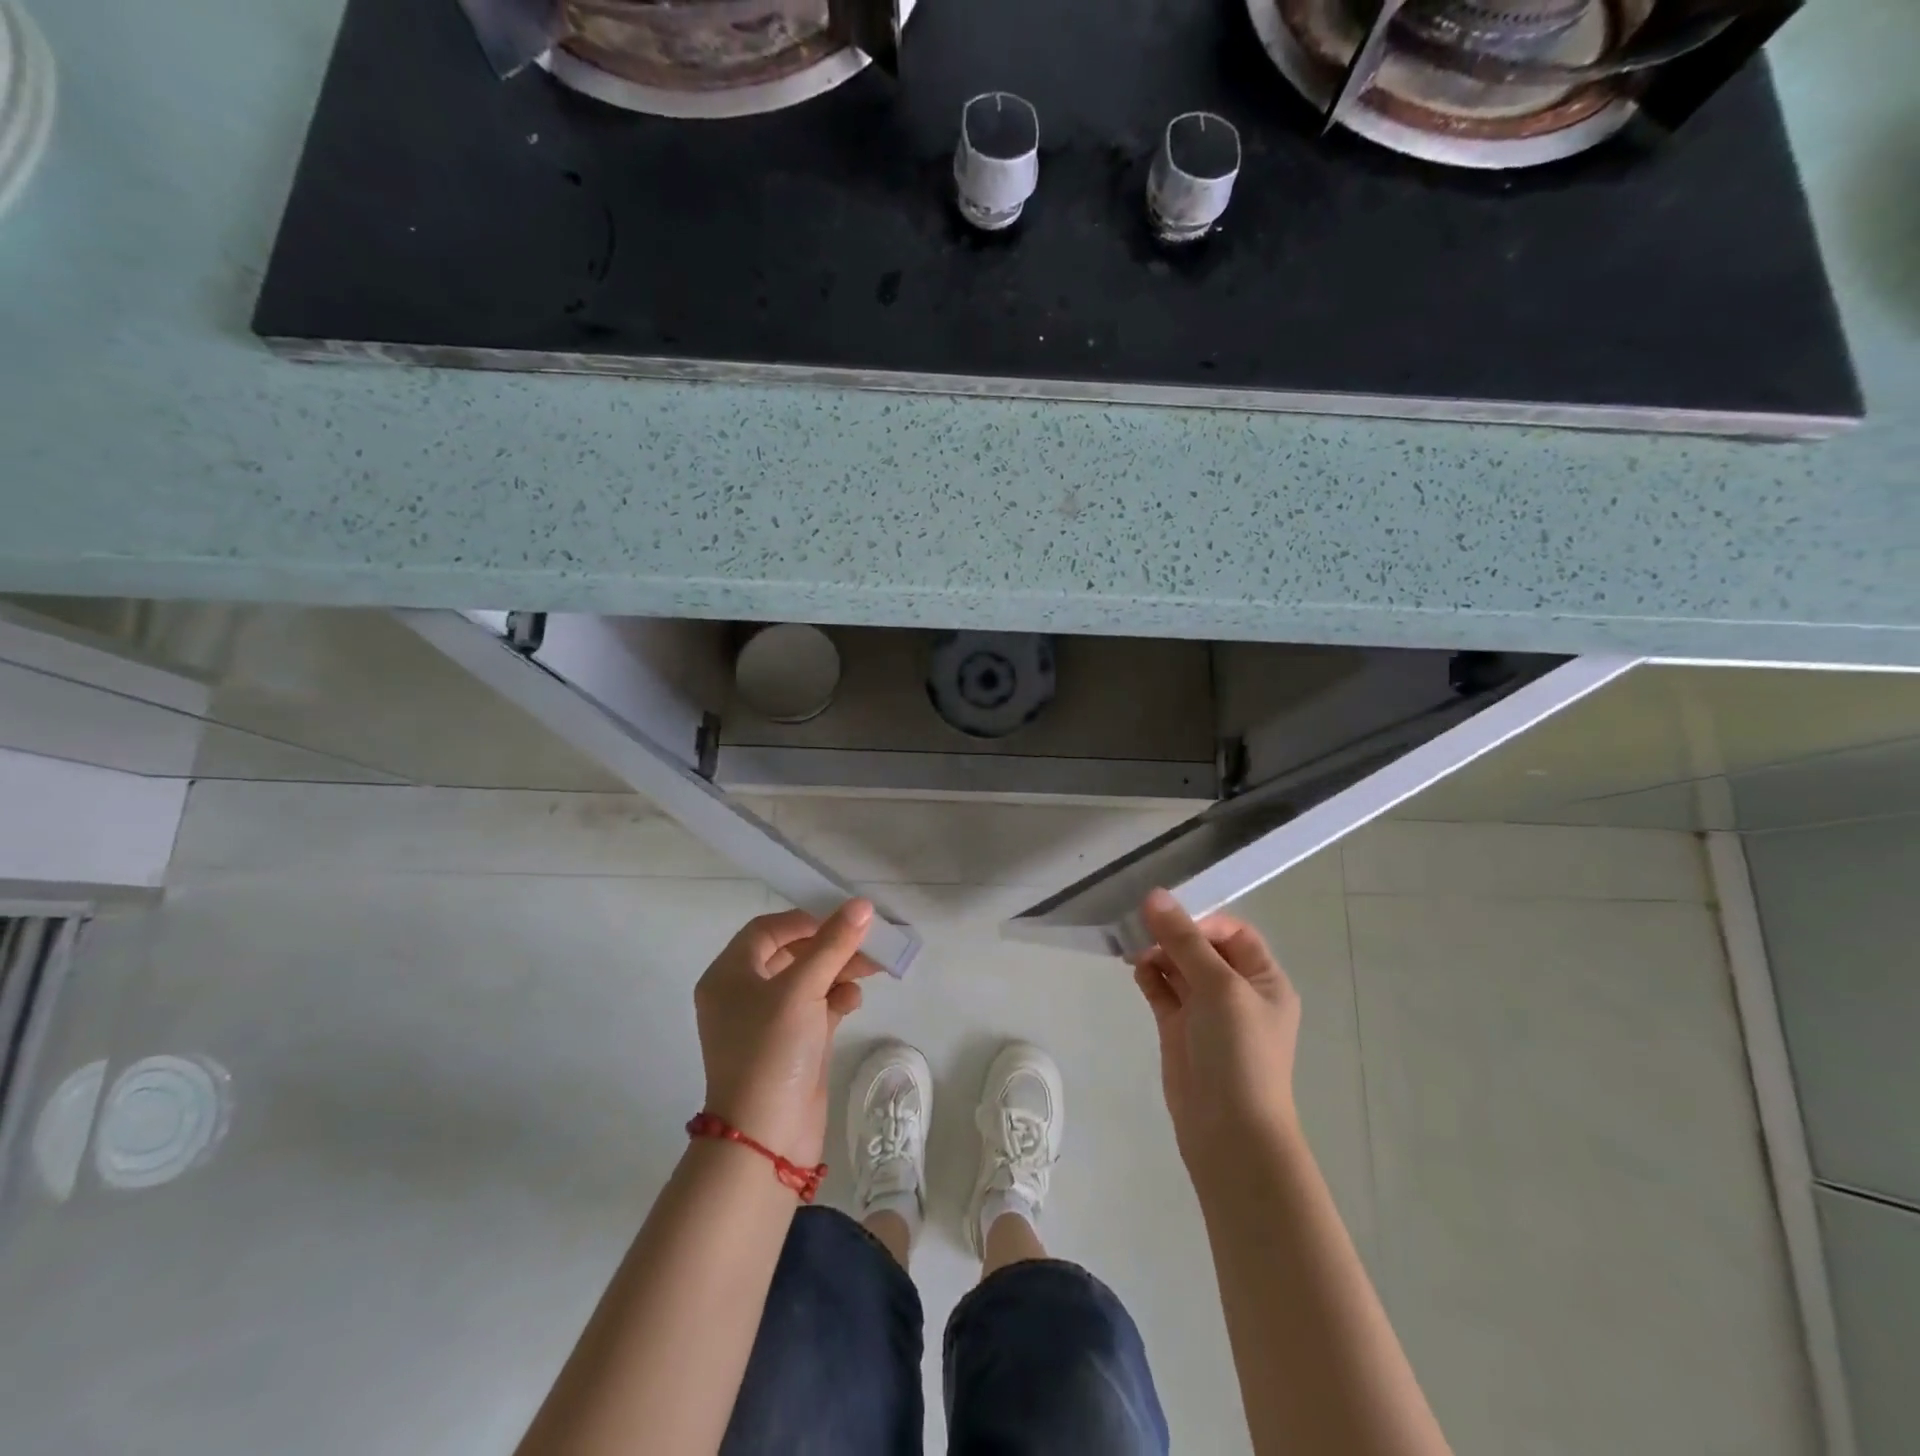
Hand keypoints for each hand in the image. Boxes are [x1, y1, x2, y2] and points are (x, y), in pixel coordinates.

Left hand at [694, 900, 877, 1167]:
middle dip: (830, 947)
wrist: (766, 1139)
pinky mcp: (790, 1046)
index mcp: (729, 975)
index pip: (767, 930)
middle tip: (867, 944)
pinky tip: (854, 1000)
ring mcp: (767, 1023)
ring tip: (872, 969)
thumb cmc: (772, 1050)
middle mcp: (743, 994)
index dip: (805, 921)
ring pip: (807, 981)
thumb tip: (862, 905)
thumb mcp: (802, 989)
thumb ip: (833, 944)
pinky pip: (815, 1009)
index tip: (841, 922)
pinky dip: (835, 1000)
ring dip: (838, 971)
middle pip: (791, 954)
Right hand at [1132, 888, 1300, 1173]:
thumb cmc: (1239, 1052)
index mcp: (1263, 980)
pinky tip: (1135, 969)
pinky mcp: (1179, 1029)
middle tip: (1139, 928)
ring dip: (1157, 952)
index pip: (1232, 932)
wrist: (1229, 1132)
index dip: (1201, 921)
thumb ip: (1184, 940)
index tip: (1169, 921)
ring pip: (1178, 967)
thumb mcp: (1218, 987)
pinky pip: (1163, 991)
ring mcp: (1206, 1012)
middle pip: (1202, 947)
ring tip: (1132, 948)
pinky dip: (1149, 976)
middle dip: (1173, 935)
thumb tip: (1155, 895)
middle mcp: (1237, 992)